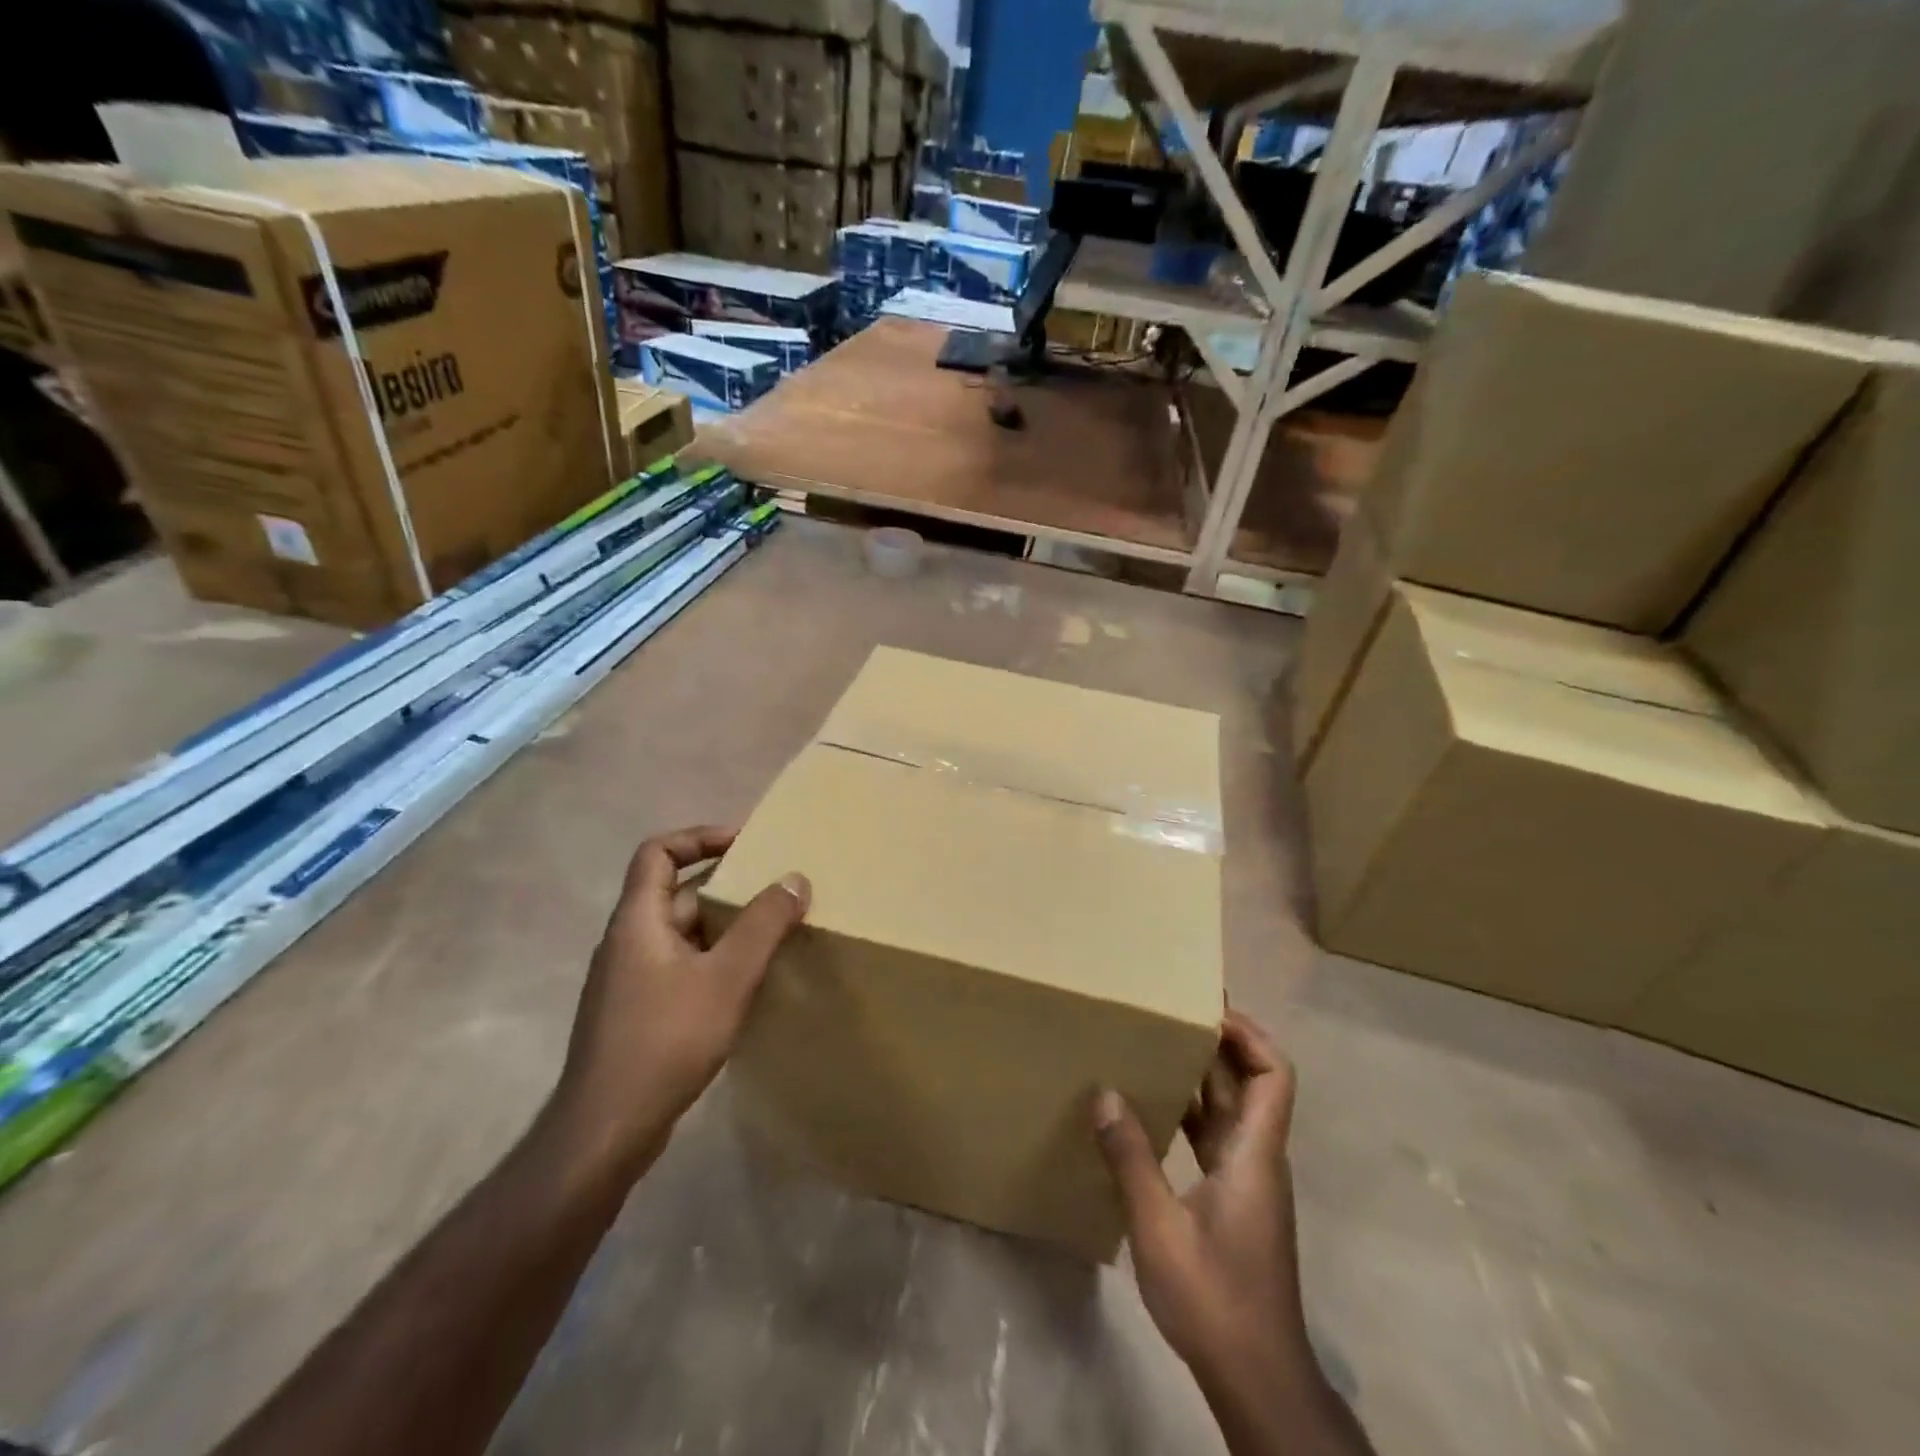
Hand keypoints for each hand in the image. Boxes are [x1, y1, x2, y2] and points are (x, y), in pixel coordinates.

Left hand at [553, 826, 808, 1178]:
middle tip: (775, 892)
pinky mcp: (636, 1013)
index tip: (745, 845)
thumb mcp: (727, 977)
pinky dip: (713, 961)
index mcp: (638, 920)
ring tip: (771, 935)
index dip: (699, 838)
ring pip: (682, 934)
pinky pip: (680, 967)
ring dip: (724, 928)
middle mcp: (627, 941)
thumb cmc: (664, 1040)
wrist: (605, 1130)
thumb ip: (763, 925)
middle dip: (726, 888)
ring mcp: (628, 980)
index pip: (658, 852)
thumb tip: (795, 878)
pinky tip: (744, 985)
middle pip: (676, 893)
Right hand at [1094, 1012, 1313, 1400]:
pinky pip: (1218, 1137)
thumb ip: (1131, 1158)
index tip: (1209, 1009)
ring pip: (1235, 1110)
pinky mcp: (1237, 1201)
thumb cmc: (1214, 1298)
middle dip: (1221, 1043)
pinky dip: (1194, 1112)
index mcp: (1254, 1155)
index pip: (1273, 1075)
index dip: (1250, 1035)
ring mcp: (1249, 1182)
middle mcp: (1259, 1158)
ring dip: (1206, 1076)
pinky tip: (1154, 1110)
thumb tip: (1105, 1093)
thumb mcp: (1159, 1227)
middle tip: (1175, 1013)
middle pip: (1254, 1084)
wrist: (1257, 1378)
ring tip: (1158, 1047)